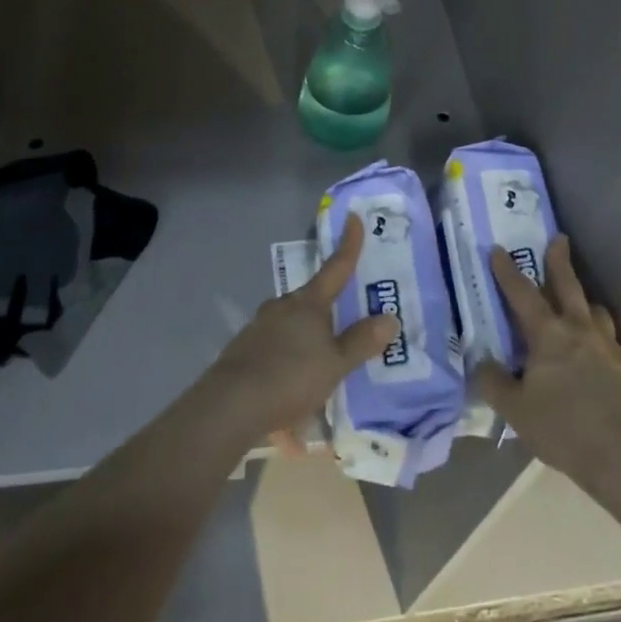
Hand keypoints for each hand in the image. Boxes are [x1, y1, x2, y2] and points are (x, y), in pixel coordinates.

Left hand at [200, 213, 396, 451]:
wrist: (230, 405)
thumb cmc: (290, 376)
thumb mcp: (335, 364)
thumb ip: (361, 342)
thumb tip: (390, 318)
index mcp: (308, 302)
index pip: (336, 266)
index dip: (349, 243)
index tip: (353, 216)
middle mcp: (282, 306)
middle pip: (312, 298)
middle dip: (328, 305)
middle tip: (346, 317)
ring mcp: (259, 327)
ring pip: (291, 323)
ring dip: (307, 335)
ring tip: (321, 360)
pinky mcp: (245, 350)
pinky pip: (276, 347)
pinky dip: (288, 358)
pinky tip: (294, 383)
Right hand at [475, 235, 620, 488]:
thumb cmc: (563, 429)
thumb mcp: (516, 411)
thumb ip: (494, 384)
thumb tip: (481, 362)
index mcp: (548, 335)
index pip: (522, 293)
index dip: (507, 271)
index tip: (498, 249)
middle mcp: (581, 331)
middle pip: (568, 286)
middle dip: (560, 261)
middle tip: (559, 239)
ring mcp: (611, 349)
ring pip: (597, 313)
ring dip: (586, 304)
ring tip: (582, 307)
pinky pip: (614, 347)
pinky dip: (604, 346)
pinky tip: (601, 363)